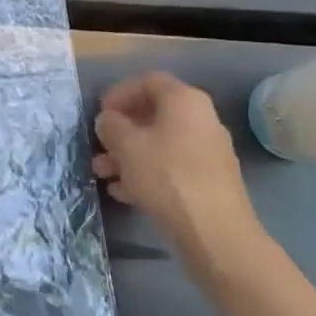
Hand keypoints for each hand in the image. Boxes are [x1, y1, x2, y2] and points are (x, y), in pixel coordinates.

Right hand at [94, 72, 266, 279]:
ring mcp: (208, 152)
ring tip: (102, 173)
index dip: (120, 92)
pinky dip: (147, 173)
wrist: (216, 233)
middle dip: (121, 130)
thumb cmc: (167, 176)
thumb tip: (109, 120)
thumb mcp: (126, 145)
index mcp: (184, 101)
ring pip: (160, 144)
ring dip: (128, 155)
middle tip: (99, 145)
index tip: (101, 113)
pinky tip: (124, 192)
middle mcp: (201, 120)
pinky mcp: (210, 181)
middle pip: (154, 115)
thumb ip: (111, 125)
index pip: (148, 81)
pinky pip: (172, 167)